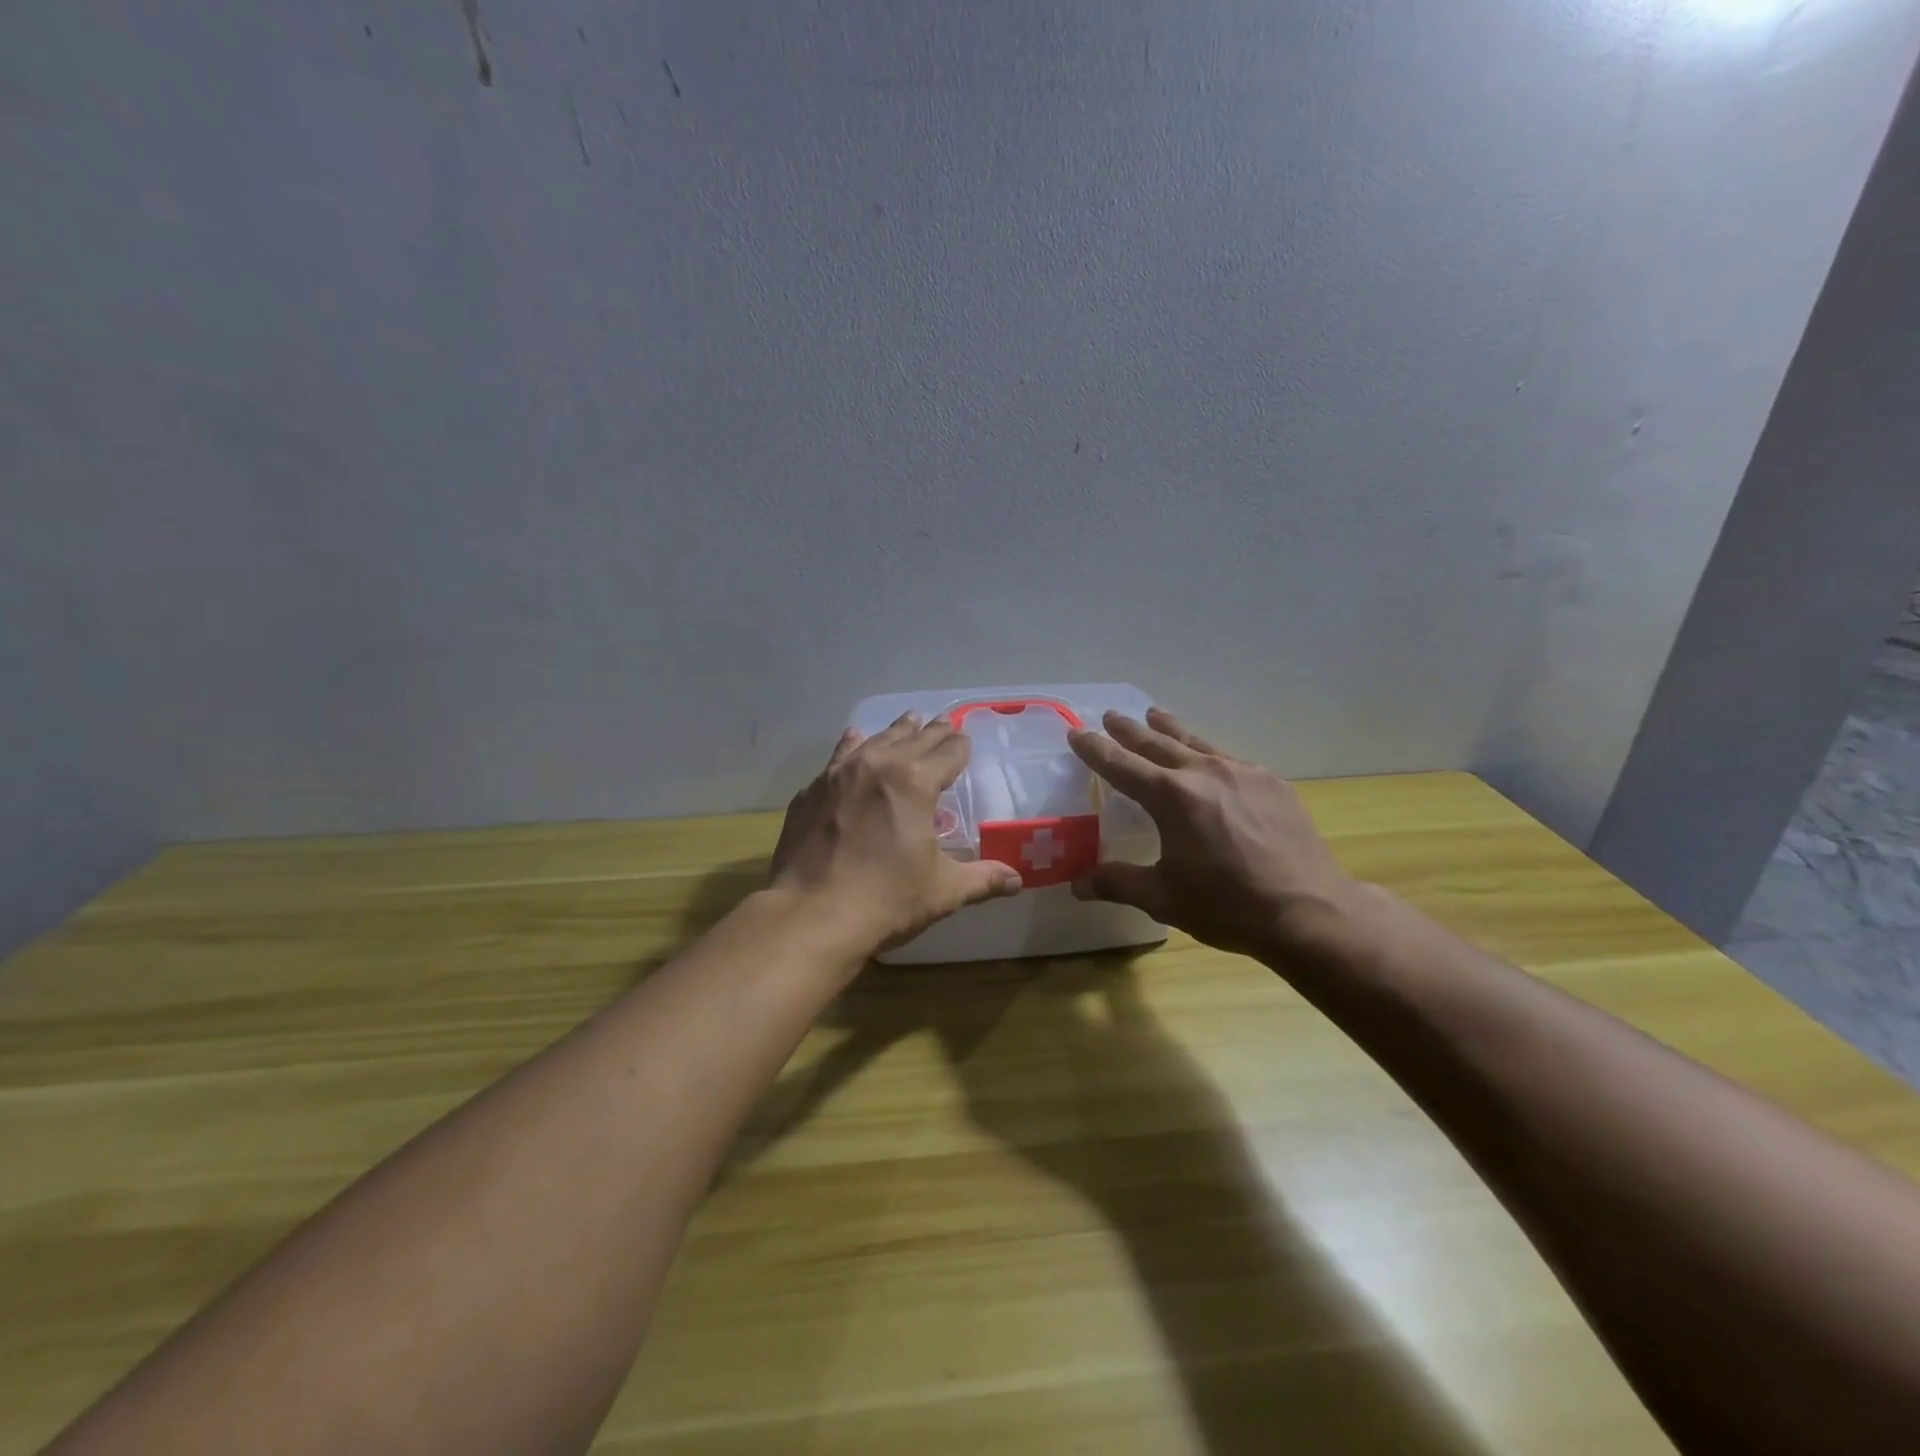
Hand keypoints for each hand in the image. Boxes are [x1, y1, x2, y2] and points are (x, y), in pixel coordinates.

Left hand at [771, 712, 1022, 954]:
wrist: (811, 915)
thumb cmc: (886, 900)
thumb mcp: (943, 890)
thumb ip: (982, 879)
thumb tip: (1017, 881)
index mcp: (916, 783)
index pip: (948, 753)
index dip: (960, 746)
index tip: (965, 740)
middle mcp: (878, 766)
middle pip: (912, 739)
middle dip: (932, 732)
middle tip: (943, 722)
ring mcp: (838, 775)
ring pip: (875, 741)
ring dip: (895, 731)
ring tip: (907, 720)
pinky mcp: (811, 792)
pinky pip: (838, 758)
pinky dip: (852, 746)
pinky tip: (853, 739)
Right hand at [1067, 708, 1366, 957]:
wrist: (1310, 910)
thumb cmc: (1228, 905)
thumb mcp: (1164, 898)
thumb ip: (1118, 883)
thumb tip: (1078, 885)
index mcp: (1172, 797)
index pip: (1122, 765)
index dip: (1096, 749)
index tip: (1077, 731)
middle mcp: (1205, 773)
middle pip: (1158, 743)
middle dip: (1131, 730)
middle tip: (1112, 716)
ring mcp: (1243, 773)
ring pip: (1197, 742)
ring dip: (1171, 729)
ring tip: (1156, 714)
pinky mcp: (1272, 784)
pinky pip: (1230, 759)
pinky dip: (1208, 754)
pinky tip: (1211, 761)